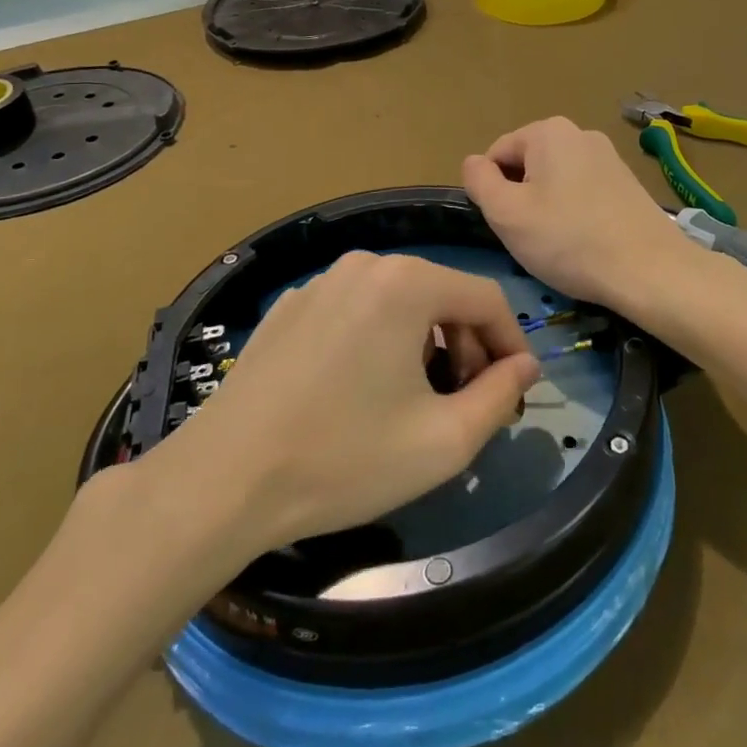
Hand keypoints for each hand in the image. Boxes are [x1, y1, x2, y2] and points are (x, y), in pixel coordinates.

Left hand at [137, 253, 539, 553]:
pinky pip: (357, 311)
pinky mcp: (290, 307)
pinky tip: (361, 392)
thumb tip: (524, 365)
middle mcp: (365, 265)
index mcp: (407, 282)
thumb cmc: (343, 458)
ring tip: (416, 400)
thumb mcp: (443, 440)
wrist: (221, 482)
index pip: (485, 297)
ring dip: (425, 344)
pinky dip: (379, 340)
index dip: (511, 343)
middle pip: (442, 295)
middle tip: (465, 403)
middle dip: (467, 345)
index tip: (514, 389)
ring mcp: (321, 282)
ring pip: (399, 302)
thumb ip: (501, 395)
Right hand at [463, 117, 698, 311]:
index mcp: (548, 131)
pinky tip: (584, 243)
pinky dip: (575, 213)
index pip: (496, 154)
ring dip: (547, 208)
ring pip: (555, 180)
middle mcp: (580, 133)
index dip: (491, 192)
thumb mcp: (507, 214)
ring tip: (559, 244)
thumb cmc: (568, 240)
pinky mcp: (627, 182)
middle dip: (521, 198)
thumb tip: (473, 163)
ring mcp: (608, 156)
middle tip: (530, 237)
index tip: (506, 226)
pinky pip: (583, 192)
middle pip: (528, 165)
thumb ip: (479, 181)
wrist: (649, 269)